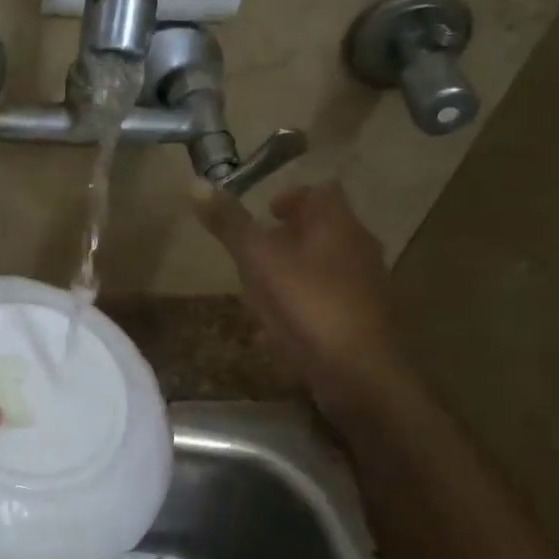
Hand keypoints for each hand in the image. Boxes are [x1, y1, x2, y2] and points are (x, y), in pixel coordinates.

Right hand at [195, 181, 411, 403]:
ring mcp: (363, 290)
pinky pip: (323, 307)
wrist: (359, 374)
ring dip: (290, 276)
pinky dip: (298, 311)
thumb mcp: (259, 260)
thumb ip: (230, 224)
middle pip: (322, 232)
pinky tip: (272, 334)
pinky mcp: (360, 325)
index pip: (321, 193)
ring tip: (255, 293)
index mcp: (338, 225)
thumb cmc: (308, 304)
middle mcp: (358, 250)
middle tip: (253, 252)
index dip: (291, 197)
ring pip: (321, 271)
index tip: (264, 213)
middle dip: (286, 240)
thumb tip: (196, 183)